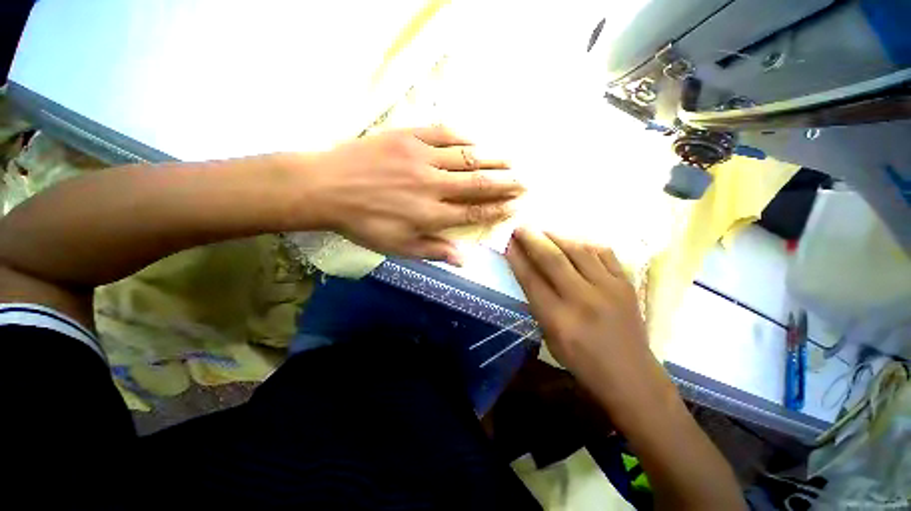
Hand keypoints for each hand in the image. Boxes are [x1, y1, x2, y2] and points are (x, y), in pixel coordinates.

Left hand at [307, 126, 523, 264]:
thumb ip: (434, 251)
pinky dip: (465, 137)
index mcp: (429, 214)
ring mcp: (421, 157)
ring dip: (493, 159)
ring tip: (512, 159)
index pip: (474, 211)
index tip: (515, 206)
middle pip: (477, 183)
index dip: (498, 209)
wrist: (326, 187)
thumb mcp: (397, 246)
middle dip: (505, 183)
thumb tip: (464, 259)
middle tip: (525, 181)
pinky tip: (478, 140)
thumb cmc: (363, 222)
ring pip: (466, 157)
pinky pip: (444, 134)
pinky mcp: (408, 136)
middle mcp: (432, 185)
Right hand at [505, 228, 669, 407]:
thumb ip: (539, 304)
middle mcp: (583, 300)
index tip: (507, 243)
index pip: (531, 280)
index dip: (517, 258)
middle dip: (533, 239)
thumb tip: (528, 272)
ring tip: (543, 230)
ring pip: (579, 250)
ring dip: (557, 236)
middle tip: (521, 227)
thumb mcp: (550, 338)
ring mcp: (609, 289)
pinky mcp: (626, 284)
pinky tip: (574, 241)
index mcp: (559, 319)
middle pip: (553, 259)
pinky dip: (586, 243)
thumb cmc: (582, 362)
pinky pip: (605, 253)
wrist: (631, 375)